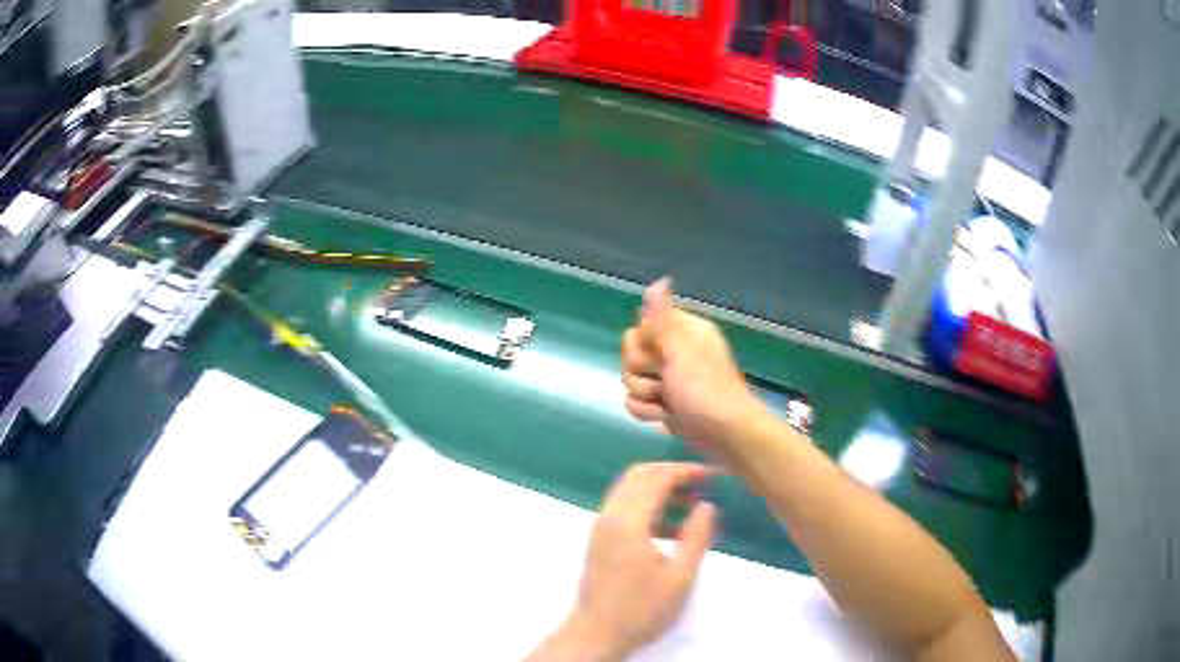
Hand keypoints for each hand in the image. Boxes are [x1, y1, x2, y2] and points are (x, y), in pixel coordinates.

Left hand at [541, 463, 716, 660]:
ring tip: (692, 502)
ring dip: (659, 489)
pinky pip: (624, 508)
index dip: (686, 471)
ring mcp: (600, 528)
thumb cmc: (641, 608)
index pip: (657, 478)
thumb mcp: (680, 576)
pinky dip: (647, 505)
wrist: (596, 634)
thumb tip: (707, 505)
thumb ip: (696, 536)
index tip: (713, 474)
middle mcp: (609, 516)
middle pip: (639, 476)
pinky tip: (671, 527)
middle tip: (702, 482)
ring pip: (629, 491)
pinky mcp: (599, 541)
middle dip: (671, 473)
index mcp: (628, 521)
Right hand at [621, 278, 763, 458]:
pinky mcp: (662, 403)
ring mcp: (667, 379)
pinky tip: (665, 416)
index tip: (658, 354)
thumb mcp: (681, 350)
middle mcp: (674, 352)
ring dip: (646, 395)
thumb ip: (663, 319)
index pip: (640, 327)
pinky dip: (648, 412)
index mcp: (682, 332)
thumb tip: (660, 280)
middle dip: (641, 373)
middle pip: (631, 355)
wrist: (724, 434)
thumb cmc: (705, 390)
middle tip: (664, 381)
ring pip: (630, 380)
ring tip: (668, 402)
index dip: (642, 344)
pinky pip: (636, 402)